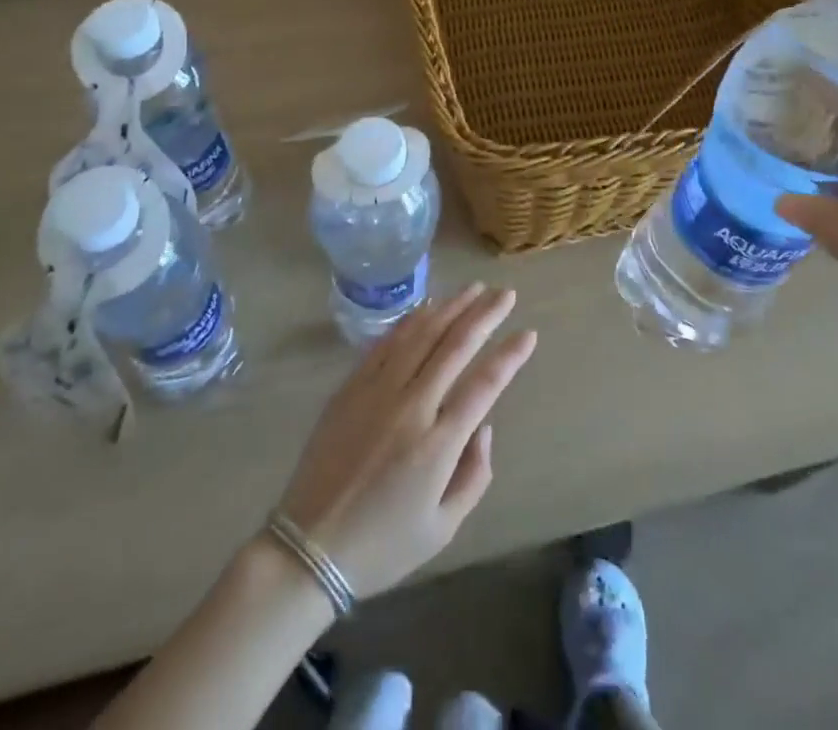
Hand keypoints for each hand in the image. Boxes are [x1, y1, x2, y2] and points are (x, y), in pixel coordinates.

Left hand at [273, 284, 537, 600]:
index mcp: (438, 444)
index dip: (510, 355)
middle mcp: (411, 406)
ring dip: (451, 307)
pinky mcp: (352, 386)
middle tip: (506, 293)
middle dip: (485, 314)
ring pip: (422, 334)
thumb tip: (484, 427)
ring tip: (474, 289)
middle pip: (455, 345)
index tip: (528, 333)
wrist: (308, 548)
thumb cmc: (382, 545)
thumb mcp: (443, 529)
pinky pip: (387, 342)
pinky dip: (412, 319)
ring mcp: (377, 391)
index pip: (484, 384)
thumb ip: (474, 475)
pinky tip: (429, 307)